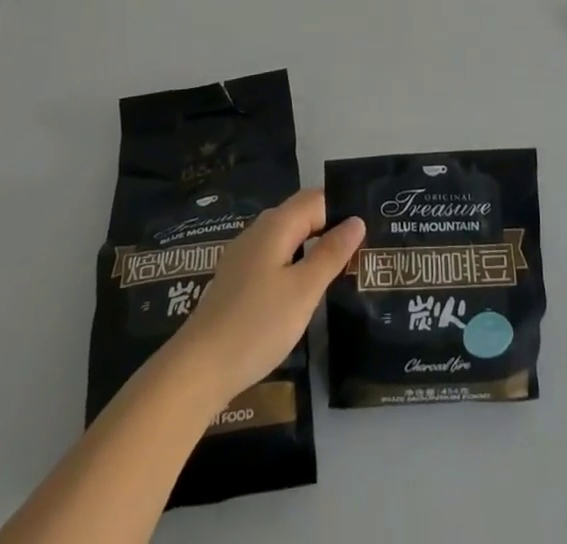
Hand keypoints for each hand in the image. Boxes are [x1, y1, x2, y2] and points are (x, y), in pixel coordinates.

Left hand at [166, 189, 364, 403]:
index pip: (317, 199)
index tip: (368, 234)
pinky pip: (274, 257)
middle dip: (330, 228)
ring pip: (287, 238)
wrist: (198, 369)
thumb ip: (331, 253)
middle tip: (359, 253)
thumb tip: (356, 220)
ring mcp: (244, 255)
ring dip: (312, 248)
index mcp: (276, 225)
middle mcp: (258, 231)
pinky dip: (294, 265)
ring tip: (338, 272)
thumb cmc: (258, 324)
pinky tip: (303, 291)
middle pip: (301, 215)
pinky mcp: (236, 279)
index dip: (342, 210)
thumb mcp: (304, 290)